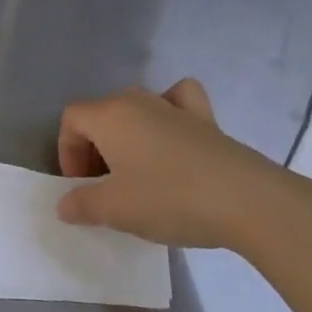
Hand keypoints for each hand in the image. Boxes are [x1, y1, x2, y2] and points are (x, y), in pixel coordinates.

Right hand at [56, 79, 311, 257]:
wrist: (246, 201)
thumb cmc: (168, 199)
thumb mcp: (115, 210)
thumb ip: (81, 204)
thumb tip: (65, 204)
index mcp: (110, 115)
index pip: (72, 119)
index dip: (67, 151)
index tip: (80, 187)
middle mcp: (139, 101)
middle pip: (102, 114)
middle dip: (94, 148)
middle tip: (103, 187)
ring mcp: (176, 107)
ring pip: (137, 108)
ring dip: (127, 136)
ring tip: (136, 172)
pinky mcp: (208, 121)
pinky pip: (179, 102)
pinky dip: (171, 112)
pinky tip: (173, 135)